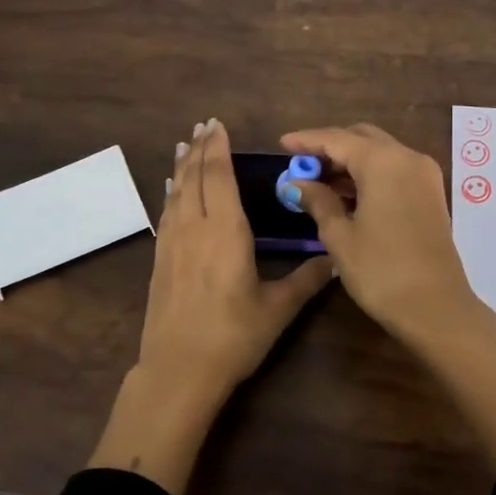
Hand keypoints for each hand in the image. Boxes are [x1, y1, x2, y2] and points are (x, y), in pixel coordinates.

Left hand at [89, 119, 332, 494]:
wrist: (178, 369)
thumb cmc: (233, 337)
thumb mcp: (277, 309)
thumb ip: (306, 280)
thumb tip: (335, 259)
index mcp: (226, 232)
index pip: (221, 177)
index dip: (219, 149)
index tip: (218, 125)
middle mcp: (195, 228)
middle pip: (195, 178)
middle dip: (200, 149)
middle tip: (203, 125)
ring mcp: (173, 243)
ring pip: (176, 192)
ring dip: (182, 166)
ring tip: (185, 145)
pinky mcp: (160, 260)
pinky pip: (166, 213)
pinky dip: (170, 193)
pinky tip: (170, 189)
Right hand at [282, 121, 495, 469]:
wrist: (436, 308)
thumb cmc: (381, 271)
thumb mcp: (340, 236)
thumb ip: (318, 201)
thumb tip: (298, 184)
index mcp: (383, 161)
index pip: (337, 139)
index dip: (306, 140)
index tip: (281, 145)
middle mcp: (407, 158)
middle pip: (362, 139)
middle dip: (330, 148)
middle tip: (301, 165)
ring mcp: (424, 175)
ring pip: (380, 154)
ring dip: (349, 162)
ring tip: (317, 182)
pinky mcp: (430, 194)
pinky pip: (394, 171)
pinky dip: (368, 175)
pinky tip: (346, 195)